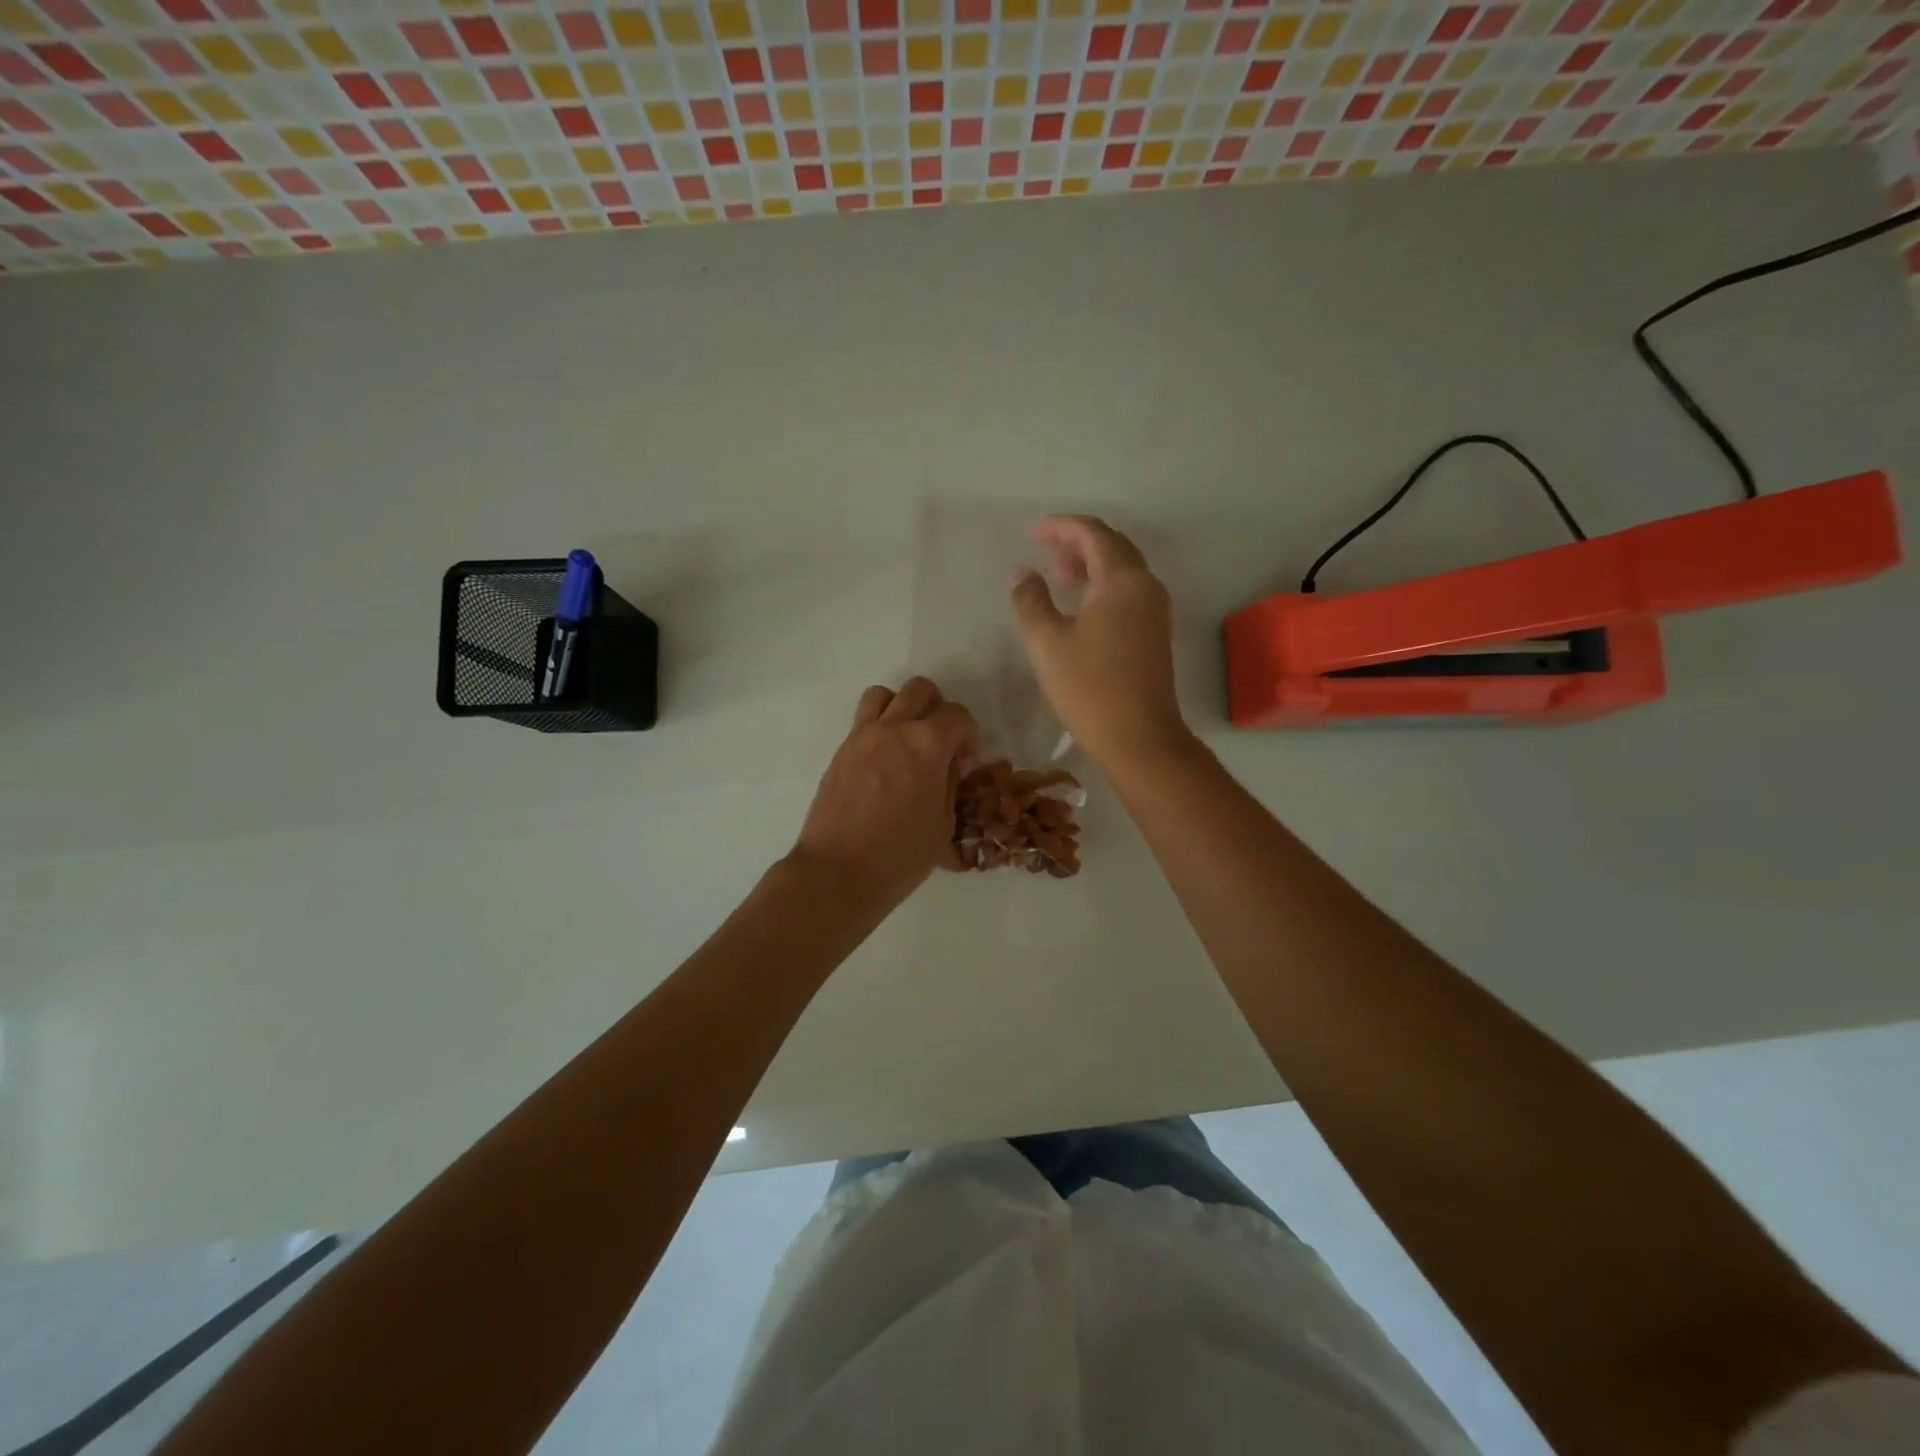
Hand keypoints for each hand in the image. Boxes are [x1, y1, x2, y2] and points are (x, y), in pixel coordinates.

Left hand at [791, 677, 979, 909]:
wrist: (838, 871)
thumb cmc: (900, 855)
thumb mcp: (943, 823)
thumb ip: (949, 783)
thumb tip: (948, 764)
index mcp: (927, 744)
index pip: (957, 715)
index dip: (969, 733)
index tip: (966, 760)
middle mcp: (893, 729)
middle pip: (919, 690)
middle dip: (937, 708)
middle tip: (940, 741)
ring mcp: (861, 737)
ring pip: (883, 695)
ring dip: (901, 707)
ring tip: (907, 739)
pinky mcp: (840, 752)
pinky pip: (862, 721)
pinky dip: (879, 728)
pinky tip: (884, 761)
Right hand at [1011, 515, 1189, 769]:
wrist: (1139, 738)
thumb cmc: (1089, 687)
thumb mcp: (1047, 642)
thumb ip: (1031, 600)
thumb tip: (1022, 573)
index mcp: (1123, 579)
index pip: (1093, 533)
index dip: (1061, 527)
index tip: (1031, 532)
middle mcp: (1146, 586)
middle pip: (1112, 547)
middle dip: (1076, 543)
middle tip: (1043, 552)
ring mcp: (1155, 611)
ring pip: (1122, 571)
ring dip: (1090, 566)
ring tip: (1058, 578)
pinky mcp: (1154, 634)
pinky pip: (1127, 593)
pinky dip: (1102, 587)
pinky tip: (1080, 608)